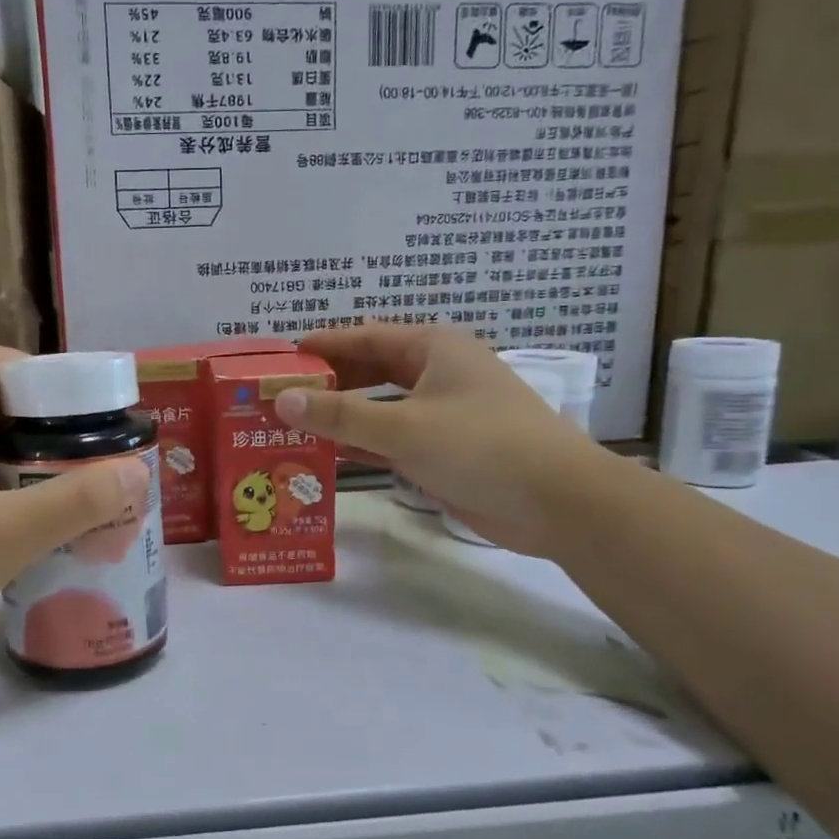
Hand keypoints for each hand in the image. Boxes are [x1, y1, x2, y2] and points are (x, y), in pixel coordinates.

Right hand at [278, 324, 614, 555]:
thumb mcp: (403, 427)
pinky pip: (394, 438)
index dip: (323, 346)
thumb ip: (340, 414)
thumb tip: (282, 399)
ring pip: (381, 407)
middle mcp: (438, 372)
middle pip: (371, 370)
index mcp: (433, 347)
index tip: (281, 357)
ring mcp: (445, 412)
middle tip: (281, 397)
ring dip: (343, 417)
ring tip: (294, 427)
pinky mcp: (447, 448)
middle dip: (329, 383)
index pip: (365, 337)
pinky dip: (364, 444)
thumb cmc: (481, 446)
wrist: (557, 501)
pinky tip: (330, 456)